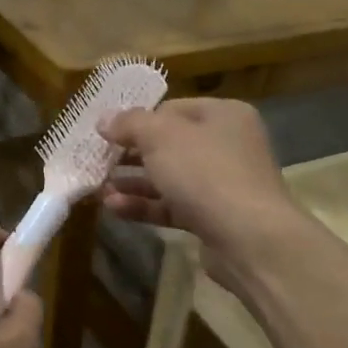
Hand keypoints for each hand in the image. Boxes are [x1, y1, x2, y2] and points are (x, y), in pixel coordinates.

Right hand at [98, 99, 300, 291]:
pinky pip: (172, 206)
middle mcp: (226, 145)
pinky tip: (114, 208)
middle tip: (98, 162)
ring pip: (168, 178)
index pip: (171, 109)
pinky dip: (145, 206)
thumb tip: (104, 119)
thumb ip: (130, 124)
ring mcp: (221, 184)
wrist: (249, 238)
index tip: (106, 134)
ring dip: (133, 183)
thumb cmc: (206, 173)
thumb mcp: (161, 137)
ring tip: (98, 189)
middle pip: (169, 145)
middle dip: (131, 155)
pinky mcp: (213, 217)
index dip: (137, 120)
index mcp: (223, 115)